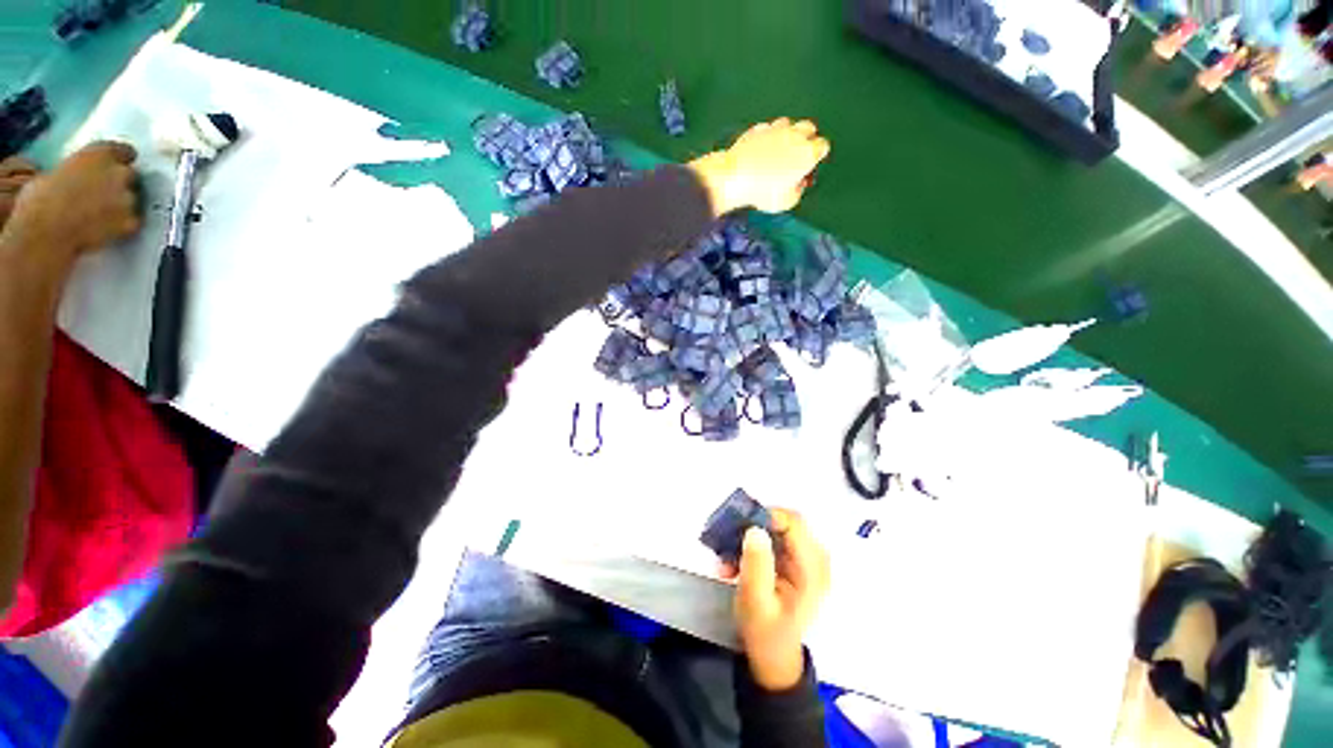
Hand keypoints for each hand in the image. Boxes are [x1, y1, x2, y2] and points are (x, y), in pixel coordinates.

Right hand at [5, 141, 140, 266]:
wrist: (46, 230)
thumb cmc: (40, 198)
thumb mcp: (56, 171)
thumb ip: (77, 170)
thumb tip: (76, 175)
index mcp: (100, 153)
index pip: (124, 151)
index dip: (120, 160)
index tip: (116, 166)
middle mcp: (120, 173)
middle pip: (130, 176)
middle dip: (121, 182)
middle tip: (106, 193)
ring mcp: (129, 199)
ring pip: (133, 199)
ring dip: (123, 204)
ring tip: (104, 213)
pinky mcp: (131, 222)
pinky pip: (133, 222)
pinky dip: (124, 225)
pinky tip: (108, 229)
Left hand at [690, 118, 830, 215]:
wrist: (735, 177)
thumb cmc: (763, 192)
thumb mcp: (787, 201)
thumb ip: (798, 190)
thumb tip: (799, 183)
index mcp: (807, 153)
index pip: (822, 146)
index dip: (816, 157)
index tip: (808, 167)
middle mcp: (795, 135)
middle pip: (809, 128)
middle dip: (806, 139)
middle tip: (796, 156)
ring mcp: (775, 128)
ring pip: (788, 124)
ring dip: (787, 134)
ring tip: (777, 152)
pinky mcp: (758, 129)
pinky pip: (767, 129)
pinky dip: (767, 137)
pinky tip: (760, 150)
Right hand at [723, 508, 830, 690]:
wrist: (773, 658)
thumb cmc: (765, 633)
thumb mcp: (755, 601)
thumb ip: (756, 564)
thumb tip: (755, 529)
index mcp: (812, 570)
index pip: (794, 523)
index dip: (766, 515)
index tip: (739, 524)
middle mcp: (815, 560)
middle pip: (784, 522)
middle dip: (752, 528)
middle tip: (727, 540)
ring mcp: (806, 560)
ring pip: (775, 530)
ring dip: (748, 540)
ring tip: (726, 559)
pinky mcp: (795, 562)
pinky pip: (772, 542)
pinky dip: (752, 549)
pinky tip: (733, 565)